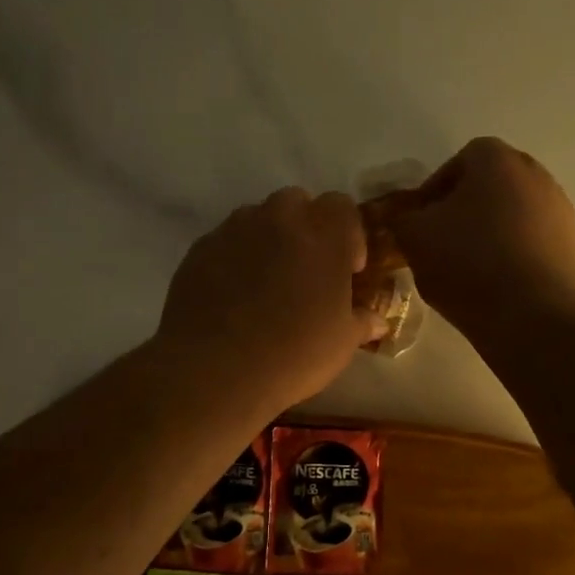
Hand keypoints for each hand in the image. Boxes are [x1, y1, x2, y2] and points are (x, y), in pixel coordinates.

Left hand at [158, 188, 387, 415]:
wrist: (215, 372)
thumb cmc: (293, 355)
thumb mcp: (341, 344)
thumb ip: (360, 321)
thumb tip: (375, 320)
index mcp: (323, 235)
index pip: (341, 206)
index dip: (348, 234)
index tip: (347, 270)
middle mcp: (278, 220)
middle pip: (297, 203)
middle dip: (306, 228)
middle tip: (306, 271)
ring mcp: (233, 231)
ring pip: (257, 218)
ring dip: (268, 239)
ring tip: (266, 283)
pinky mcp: (199, 250)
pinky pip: (225, 242)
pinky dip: (234, 258)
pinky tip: (233, 296)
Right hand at [390, 137, 574, 340]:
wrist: (536, 319)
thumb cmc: (470, 265)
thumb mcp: (414, 238)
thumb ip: (402, 218)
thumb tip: (406, 217)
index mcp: (497, 160)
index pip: (458, 162)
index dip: (433, 191)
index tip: (419, 223)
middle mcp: (536, 175)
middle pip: (489, 187)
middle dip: (462, 211)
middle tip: (440, 244)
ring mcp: (561, 212)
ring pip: (511, 216)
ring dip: (488, 235)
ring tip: (466, 270)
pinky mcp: (573, 248)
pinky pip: (531, 244)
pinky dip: (512, 257)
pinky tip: (495, 287)